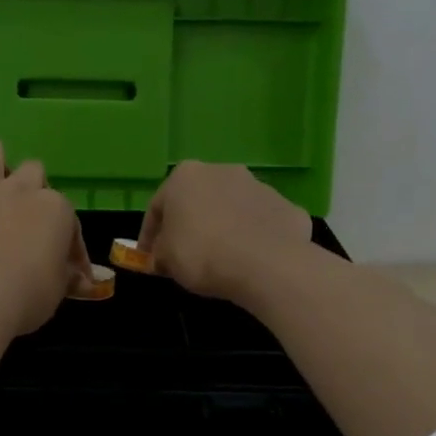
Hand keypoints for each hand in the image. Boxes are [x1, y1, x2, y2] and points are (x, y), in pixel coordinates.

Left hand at [0, 136, 93, 335]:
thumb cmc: (30, 294)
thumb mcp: (60, 288)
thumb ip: (67, 275)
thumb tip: (80, 279)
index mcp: (56, 210)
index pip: (70, 222)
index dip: (71, 245)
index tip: (69, 268)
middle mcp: (22, 191)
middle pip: (33, 171)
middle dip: (32, 187)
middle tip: (26, 213)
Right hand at [136, 162, 313, 301]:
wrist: (267, 264)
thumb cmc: (202, 254)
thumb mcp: (165, 259)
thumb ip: (159, 252)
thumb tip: (162, 255)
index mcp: (185, 176)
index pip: (157, 207)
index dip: (149, 236)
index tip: (149, 258)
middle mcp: (221, 171)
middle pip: (197, 201)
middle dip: (189, 225)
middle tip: (184, 254)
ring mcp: (258, 186)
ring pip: (231, 208)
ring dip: (223, 227)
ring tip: (221, 257)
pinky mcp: (286, 206)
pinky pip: (260, 223)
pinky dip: (252, 237)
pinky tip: (250, 260)